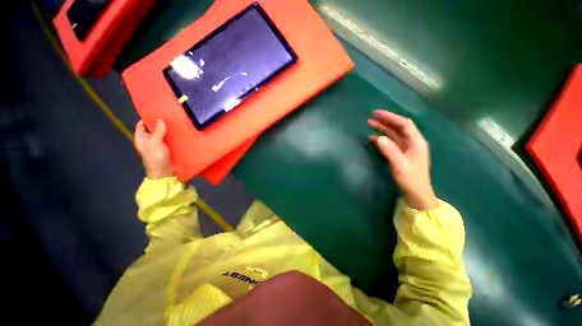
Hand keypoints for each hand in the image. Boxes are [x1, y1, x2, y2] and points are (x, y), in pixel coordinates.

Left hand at [134, 120, 174, 178]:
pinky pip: (168, 139)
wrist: (164, 172)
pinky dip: (172, 136)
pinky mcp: (166, 149)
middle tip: (169, 116)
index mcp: (141, 138)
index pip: (141, 124)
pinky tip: (179, 132)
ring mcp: (158, 145)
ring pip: (161, 134)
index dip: (147, 118)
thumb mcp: (155, 143)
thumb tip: (160, 120)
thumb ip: (158, 131)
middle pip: (152, 128)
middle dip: (159, 123)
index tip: (157, 112)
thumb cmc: (156, 157)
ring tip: (176, 122)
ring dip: (167, 129)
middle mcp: (148, 140)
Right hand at [368, 110, 437, 209]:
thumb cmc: (411, 180)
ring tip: (370, 124)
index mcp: (416, 142)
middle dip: (385, 121)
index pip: (403, 124)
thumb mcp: (400, 165)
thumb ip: (390, 150)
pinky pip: (391, 142)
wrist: (416, 194)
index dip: (390, 117)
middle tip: (370, 118)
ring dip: (382, 128)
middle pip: (398, 127)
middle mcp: (412, 142)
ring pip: (394, 134)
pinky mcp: (401, 153)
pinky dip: (382, 138)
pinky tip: (373, 138)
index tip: (376, 113)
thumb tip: (377, 137)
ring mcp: (406, 148)